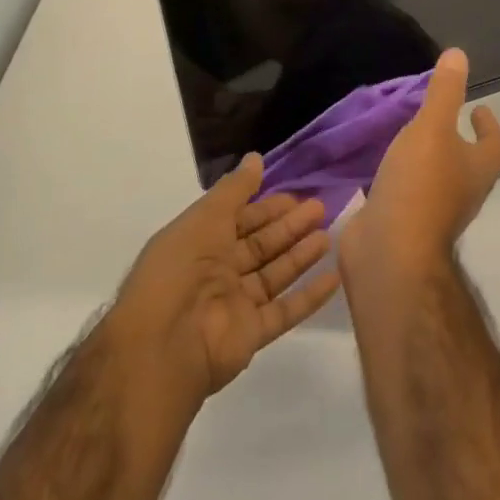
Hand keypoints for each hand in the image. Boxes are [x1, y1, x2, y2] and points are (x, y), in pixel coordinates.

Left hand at [111, 155, 338, 405]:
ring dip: (301, 256)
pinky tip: (334, 278)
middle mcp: (217, 272)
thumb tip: (255, 157)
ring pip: (274, 275)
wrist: (165, 342)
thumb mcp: (205, 216)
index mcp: (200, 242)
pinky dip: (309, 296)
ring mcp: (235, 304)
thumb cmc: (181, 268)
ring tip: (328, 236)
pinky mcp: (252, 334)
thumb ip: (234, 189)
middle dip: (289, 227)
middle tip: (320, 208)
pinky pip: (285, 311)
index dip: (267, 207)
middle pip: (260, 245)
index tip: (296, 194)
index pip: (240, 220)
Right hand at [339, 49, 499, 293]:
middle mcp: (462, 192)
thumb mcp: (432, 128)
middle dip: (457, 140)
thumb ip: (444, 92)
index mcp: (477, 169)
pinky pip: (405, 192)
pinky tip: (376, 163)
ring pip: (435, 178)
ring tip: (404, 132)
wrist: (389, 252)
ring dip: (425, 157)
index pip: (496, 144)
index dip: (490, 125)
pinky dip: (397, 176)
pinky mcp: (403, 223)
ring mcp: (433, 212)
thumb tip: (459, 55)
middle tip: (436, 116)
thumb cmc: (420, 185)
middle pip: (468, 163)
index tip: (477, 107)